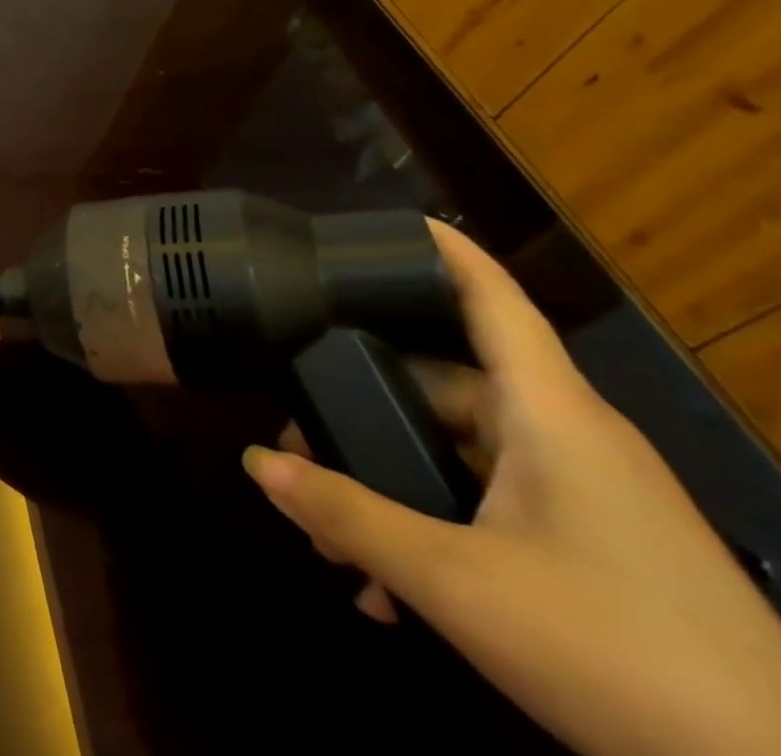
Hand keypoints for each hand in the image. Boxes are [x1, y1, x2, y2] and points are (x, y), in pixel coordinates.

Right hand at [242, 222, 780, 755]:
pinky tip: (392, 592)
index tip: (389, 222)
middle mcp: (568, 439)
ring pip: (460, 456)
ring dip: (392, 484)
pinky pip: (491, 509)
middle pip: (445, 385)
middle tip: (298, 443)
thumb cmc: (618, 652)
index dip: (443, 252)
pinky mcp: (597, 550)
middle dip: (362, 411)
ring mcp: (587, 497)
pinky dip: (435, 530)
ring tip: (335, 535)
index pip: (494, 301)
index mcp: (549, 414)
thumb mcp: (456, 583)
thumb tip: (257, 463)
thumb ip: (347, 514)